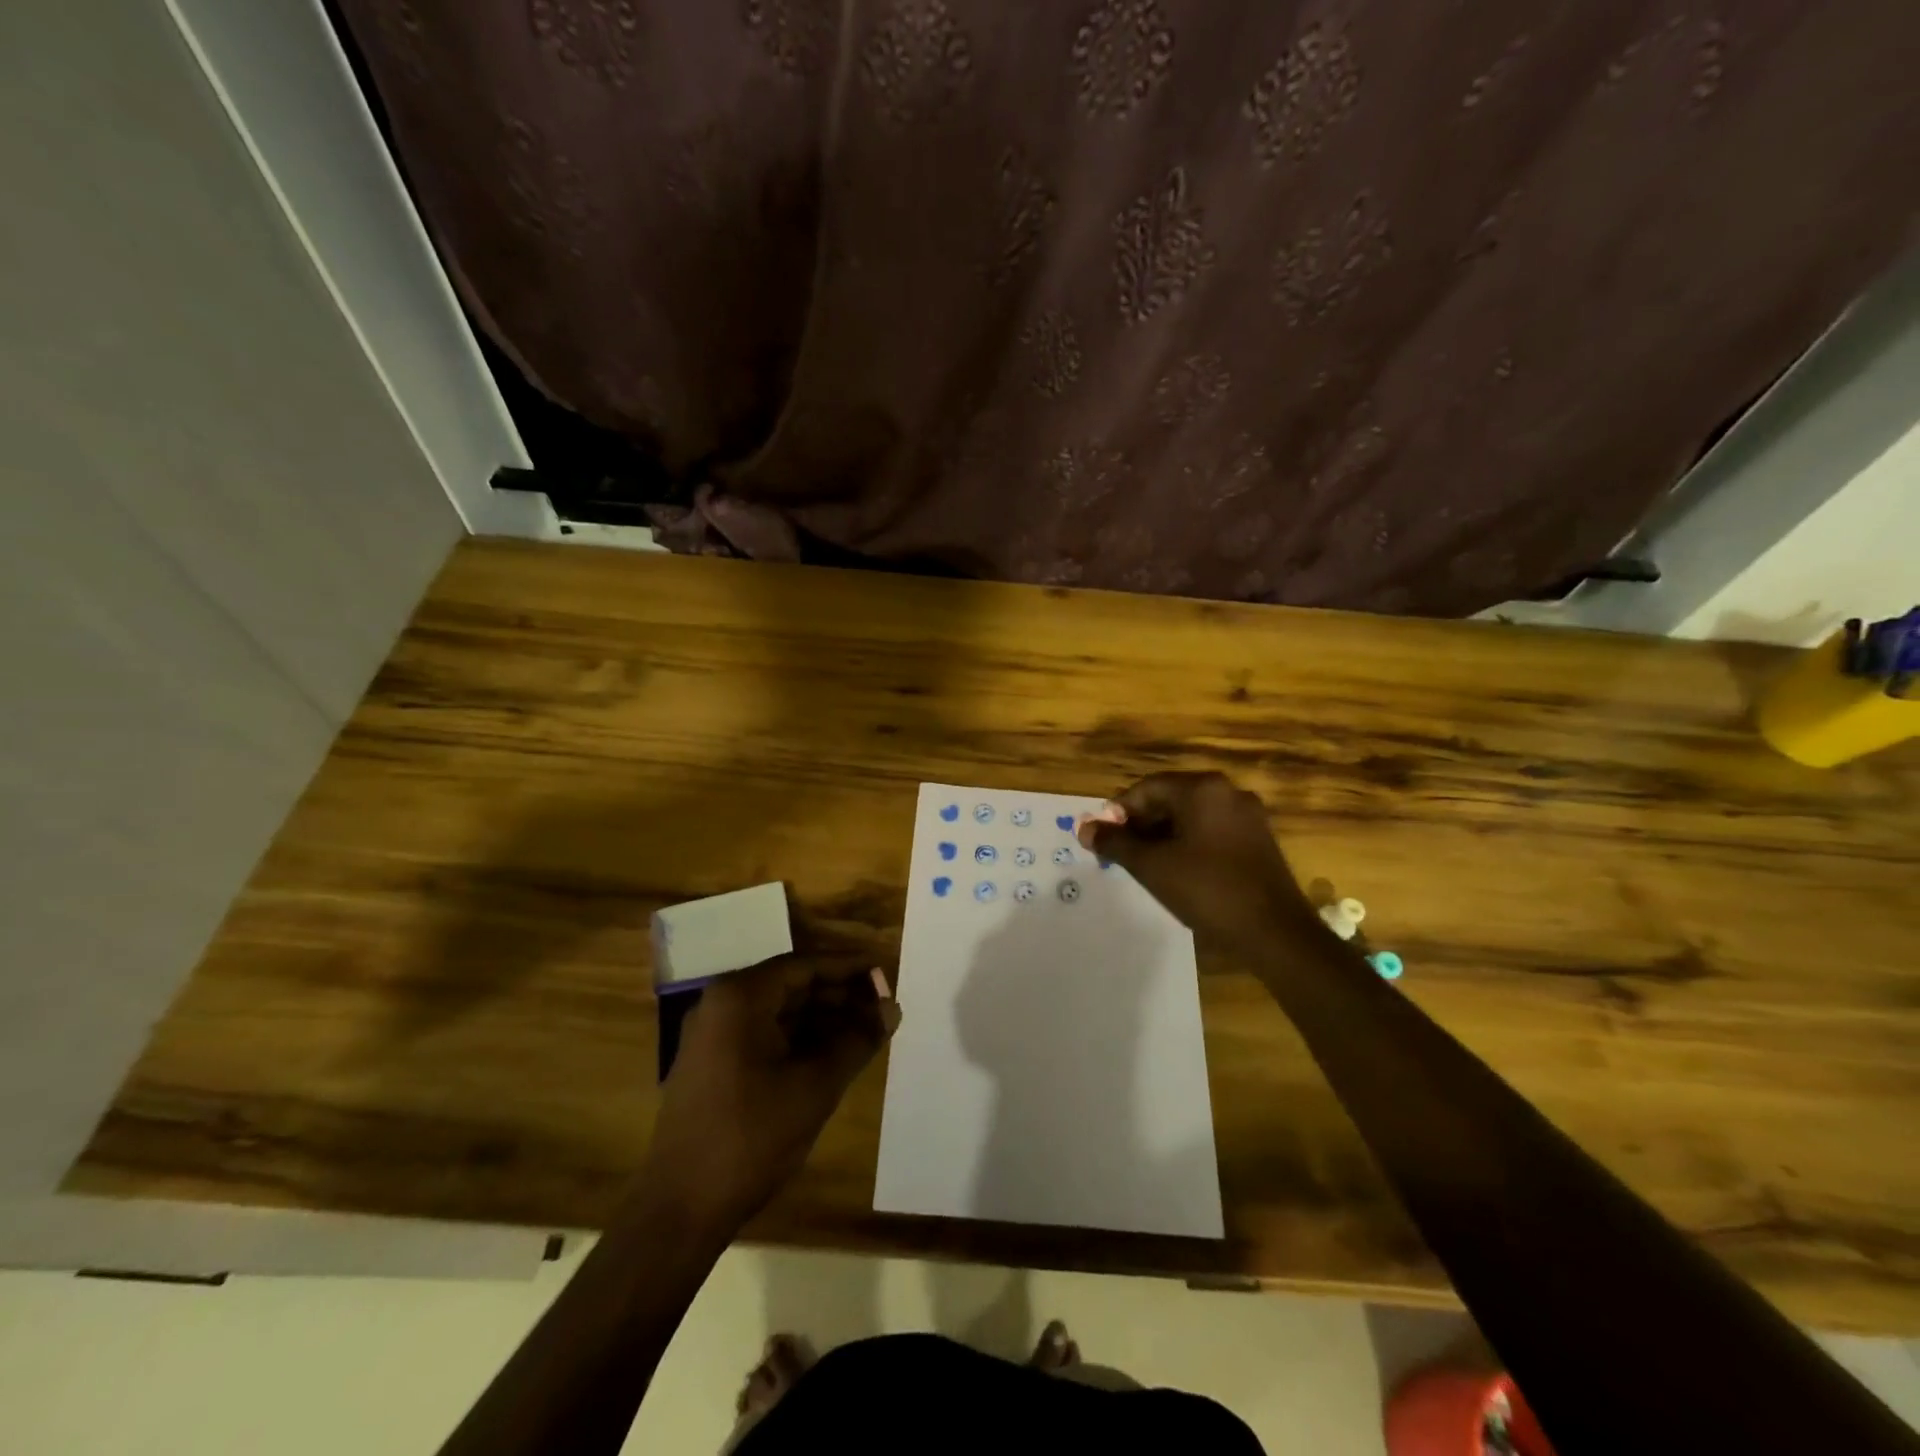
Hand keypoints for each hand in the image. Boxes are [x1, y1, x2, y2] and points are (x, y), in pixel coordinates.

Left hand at [642, 959, 898, 1227]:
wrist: (680, 1210)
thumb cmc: (751, 1137)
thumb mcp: (815, 1086)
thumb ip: (857, 1039)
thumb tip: (892, 1008)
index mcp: (740, 998)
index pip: (804, 965)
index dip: (848, 969)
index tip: (884, 975)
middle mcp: (720, 1005)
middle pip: (790, 986)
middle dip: (838, 995)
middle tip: (881, 1007)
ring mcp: (711, 1036)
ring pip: (777, 1013)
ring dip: (821, 1019)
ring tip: (865, 1032)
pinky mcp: (710, 1065)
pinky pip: (762, 1035)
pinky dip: (797, 1040)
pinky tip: (830, 1055)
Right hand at [1077, 771, 1317, 954]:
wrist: (1275, 933)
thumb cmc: (1207, 890)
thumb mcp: (1151, 866)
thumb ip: (1115, 843)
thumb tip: (1084, 828)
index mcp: (1203, 789)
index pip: (1147, 788)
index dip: (1119, 812)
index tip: (1104, 839)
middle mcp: (1228, 792)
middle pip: (1170, 799)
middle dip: (1141, 824)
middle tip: (1121, 853)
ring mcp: (1248, 816)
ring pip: (1192, 817)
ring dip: (1163, 836)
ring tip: (1145, 865)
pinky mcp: (1258, 840)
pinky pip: (1212, 831)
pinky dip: (1189, 844)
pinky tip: (1178, 871)